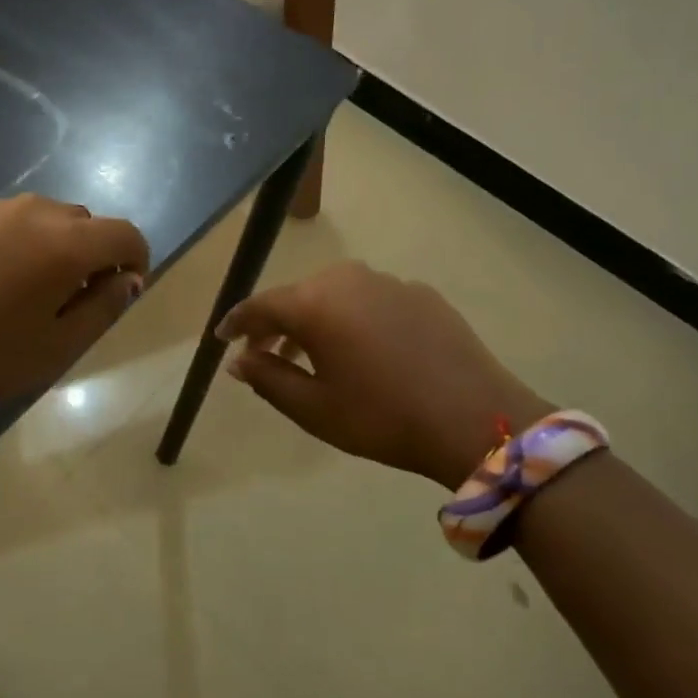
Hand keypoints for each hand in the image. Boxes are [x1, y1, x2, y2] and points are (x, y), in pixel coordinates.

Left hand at [0, 196, 149, 406]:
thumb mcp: (61, 345)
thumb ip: (105, 306)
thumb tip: (129, 279)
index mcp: (68, 244)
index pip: (125, 234)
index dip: (137, 258)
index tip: (125, 286)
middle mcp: (37, 212)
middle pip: (86, 222)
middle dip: (92, 252)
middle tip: (74, 293)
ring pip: (45, 216)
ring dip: (54, 242)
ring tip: (30, 282)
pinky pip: (6, 220)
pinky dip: (16, 240)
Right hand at [217, 261, 550, 490]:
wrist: (476, 418)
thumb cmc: (383, 417)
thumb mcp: (314, 408)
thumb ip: (268, 378)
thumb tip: (239, 360)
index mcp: (315, 303)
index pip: (260, 305)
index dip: (237, 323)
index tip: (222, 339)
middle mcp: (348, 279)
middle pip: (298, 296)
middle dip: (276, 323)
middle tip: (266, 353)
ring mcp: (389, 282)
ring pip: (335, 294)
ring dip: (316, 320)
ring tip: (314, 354)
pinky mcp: (421, 293)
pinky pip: (371, 299)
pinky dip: (355, 318)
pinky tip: (366, 349)